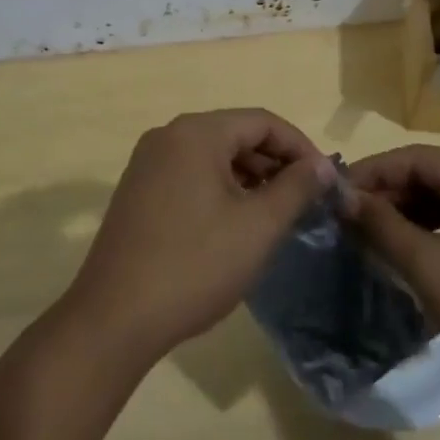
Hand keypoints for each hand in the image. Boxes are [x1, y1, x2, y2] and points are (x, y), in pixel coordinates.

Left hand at [63, 109, 335, 363]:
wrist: (114, 318)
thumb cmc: (195, 265)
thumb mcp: (257, 227)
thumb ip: (295, 188)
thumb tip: (321, 165)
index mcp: (196, 132)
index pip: (262, 121)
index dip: (300, 146)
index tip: (324, 180)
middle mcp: (169, 135)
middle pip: (236, 134)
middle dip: (275, 162)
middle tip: (304, 200)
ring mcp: (148, 162)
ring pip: (213, 155)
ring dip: (249, 177)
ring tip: (275, 214)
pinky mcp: (138, 190)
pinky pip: (191, 173)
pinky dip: (221, 188)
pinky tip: (236, 223)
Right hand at [346, 144, 439, 409]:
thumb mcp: (431, 267)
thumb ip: (383, 226)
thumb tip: (343, 197)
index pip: (415, 158)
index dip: (371, 173)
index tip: (333, 195)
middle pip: (429, 176)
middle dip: (387, 197)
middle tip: (347, 222)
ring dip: (405, 216)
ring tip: (369, 239)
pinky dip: (429, 234)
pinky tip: (405, 255)